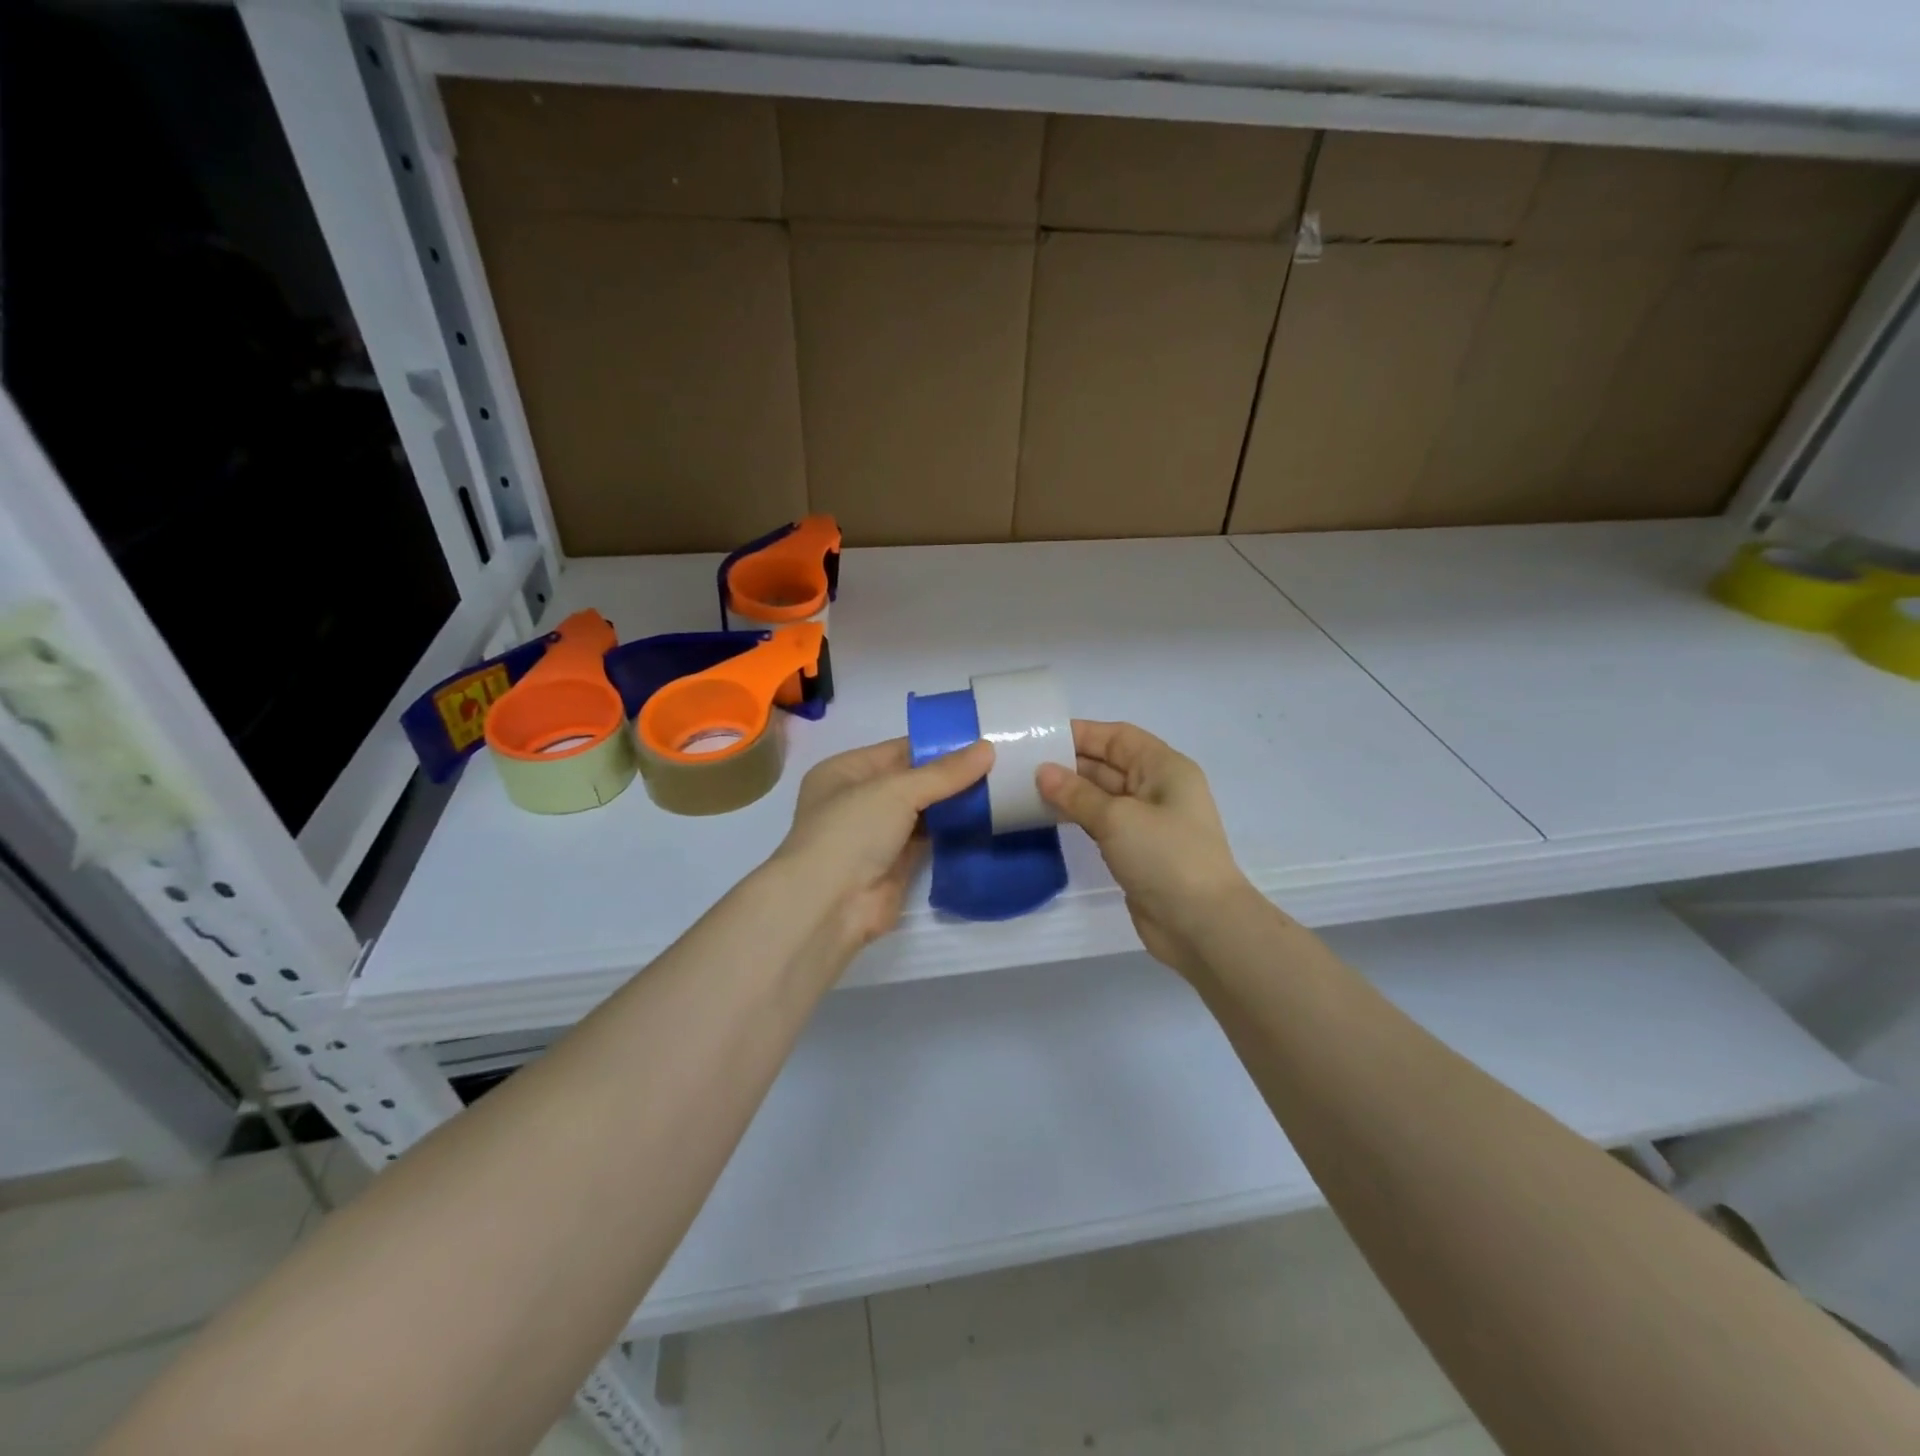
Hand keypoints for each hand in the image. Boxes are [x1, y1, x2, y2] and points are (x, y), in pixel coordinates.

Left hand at [771, 737, 993, 950]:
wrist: (830, 905)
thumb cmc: (852, 831)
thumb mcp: (896, 790)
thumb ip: (944, 773)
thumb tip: (988, 748)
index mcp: (846, 771)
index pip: (900, 750)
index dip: (939, 745)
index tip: (982, 740)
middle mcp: (859, 799)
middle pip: (914, 780)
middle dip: (952, 776)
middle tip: (1001, 764)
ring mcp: (878, 834)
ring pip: (924, 811)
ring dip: (956, 803)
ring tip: (1001, 787)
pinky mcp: (897, 864)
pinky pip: (931, 839)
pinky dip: (954, 831)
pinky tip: (987, 819)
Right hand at [1037, 720, 1255, 978]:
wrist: (1201, 924)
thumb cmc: (1165, 856)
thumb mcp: (1117, 818)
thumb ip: (1077, 793)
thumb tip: (1042, 772)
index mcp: (1164, 768)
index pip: (1118, 737)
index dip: (1082, 734)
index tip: (1041, 736)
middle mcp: (1157, 788)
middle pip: (1109, 764)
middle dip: (1070, 763)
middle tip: (1024, 764)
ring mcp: (1147, 821)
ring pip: (1102, 795)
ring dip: (1070, 792)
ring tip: (1027, 788)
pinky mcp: (1136, 850)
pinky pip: (1102, 822)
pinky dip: (1078, 816)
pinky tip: (1048, 816)